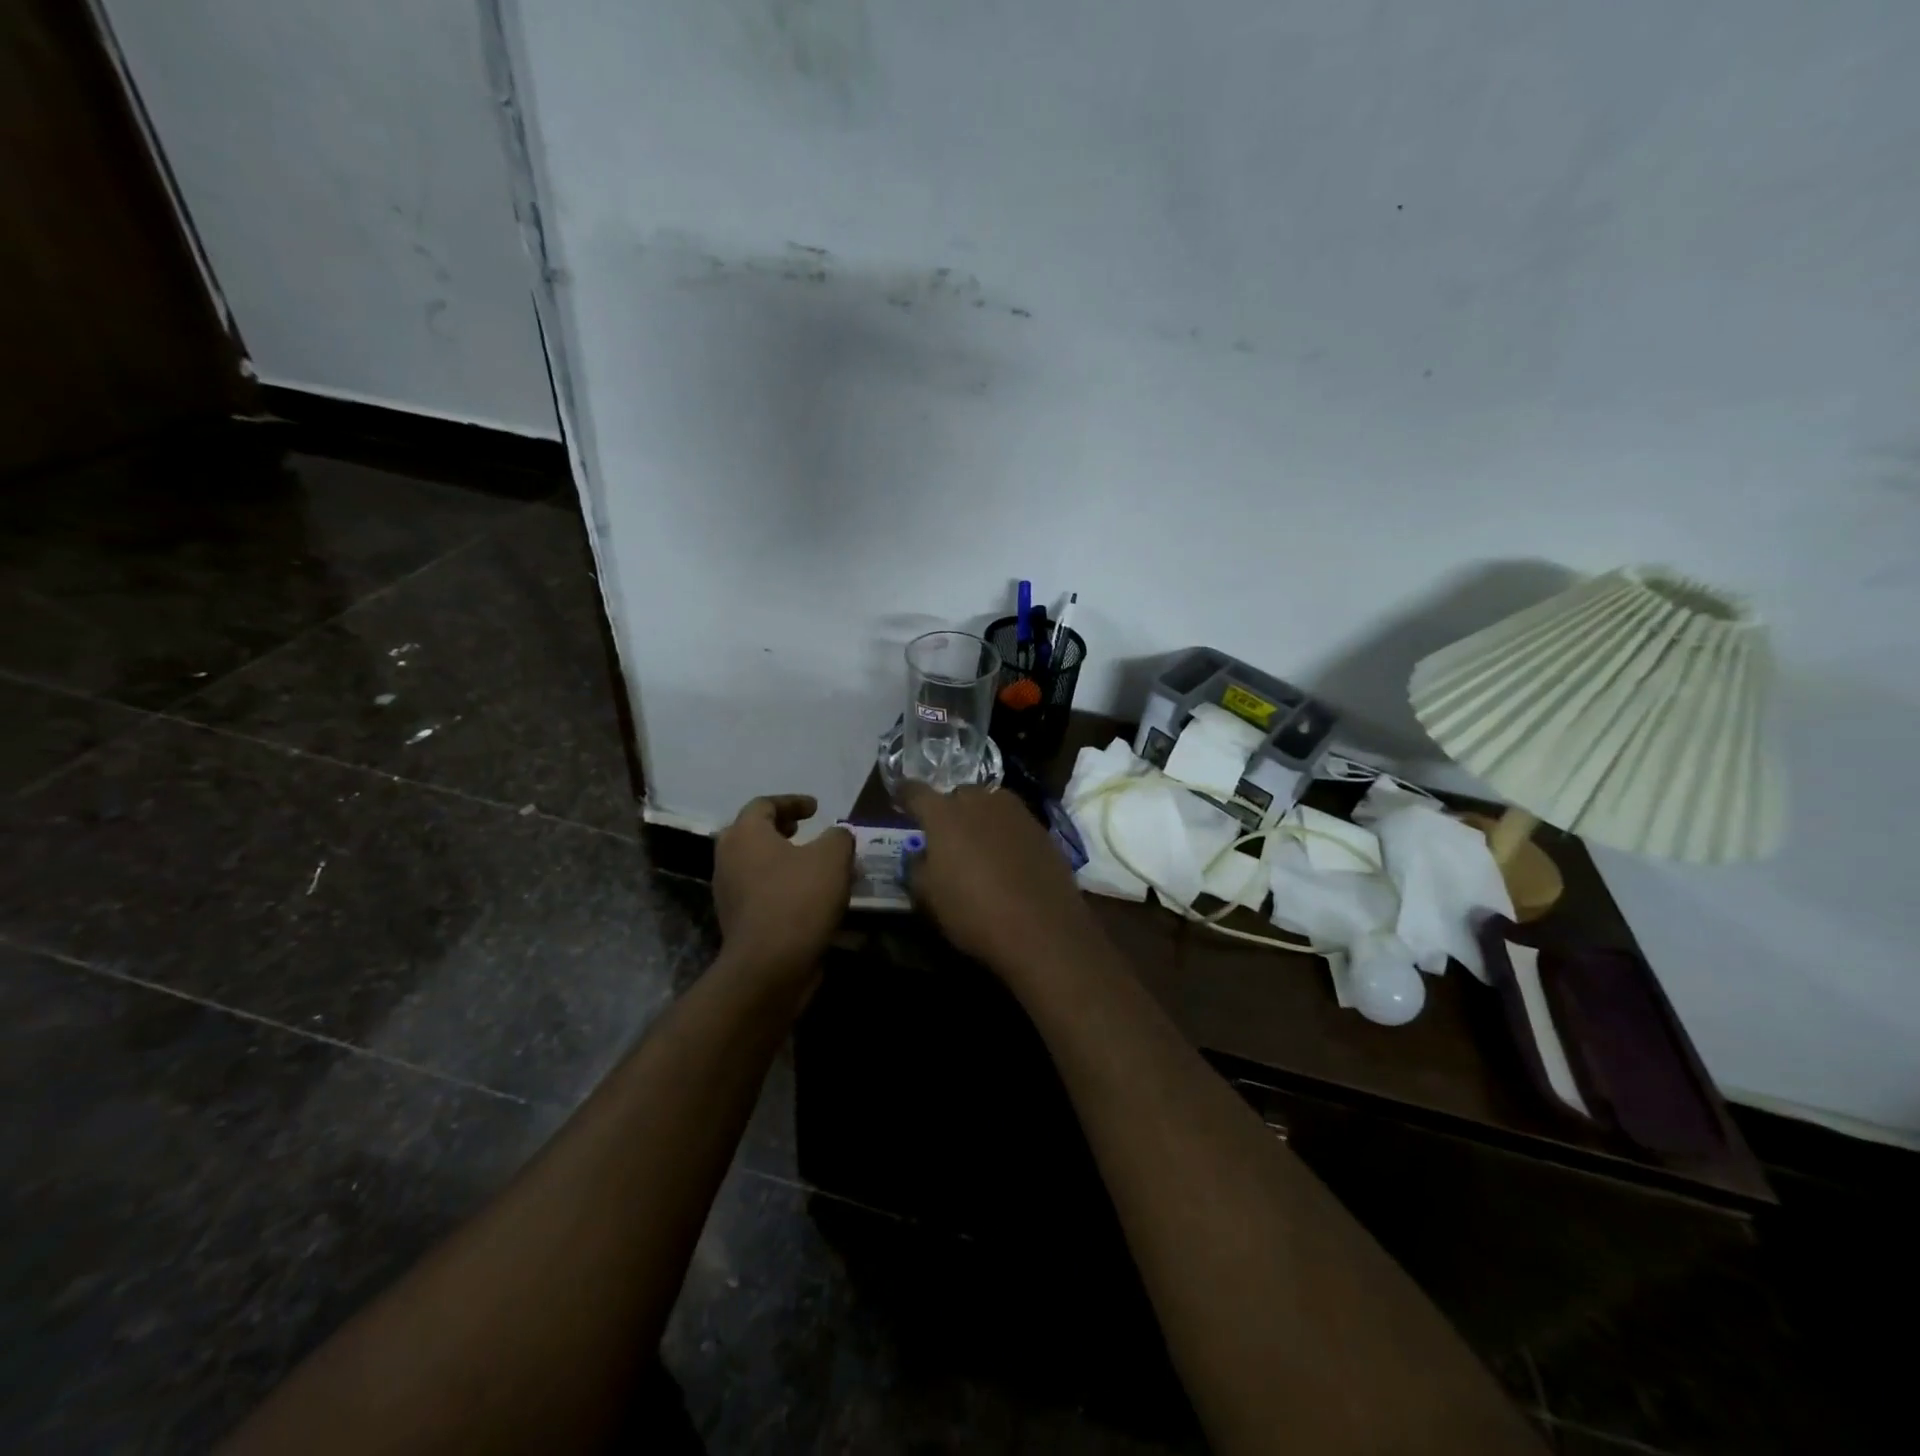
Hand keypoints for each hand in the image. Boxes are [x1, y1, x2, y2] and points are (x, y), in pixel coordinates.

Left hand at [713, 795, 854, 976]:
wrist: (769, 966)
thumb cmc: (798, 899)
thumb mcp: (833, 857)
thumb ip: (838, 836)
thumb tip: (837, 835)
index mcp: (745, 834)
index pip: (764, 804)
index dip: (793, 802)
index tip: (817, 808)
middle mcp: (728, 858)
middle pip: (753, 832)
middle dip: (782, 828)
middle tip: (807, 830)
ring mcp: (729, 892)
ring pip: (756, 863)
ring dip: (784, 859)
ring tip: (814, 864)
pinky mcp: (737, 921)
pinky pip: (761, 891)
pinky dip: (782, 885)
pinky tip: (810, 897)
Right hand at [897, 783, 1098, 977]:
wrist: (1043, 929)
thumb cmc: (974, 913)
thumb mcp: (929, 898)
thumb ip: (917, 868)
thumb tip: (919, 855)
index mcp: (944, 813)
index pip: (915, 792)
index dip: (904, 795)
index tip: (899, 798)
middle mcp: (980, 801)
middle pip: (957, 795)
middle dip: (948, 810)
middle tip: (944, 835)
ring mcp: (1016, 812)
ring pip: (989, 805)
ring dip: (979, 818)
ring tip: (978, 845)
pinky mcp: (1041, 828)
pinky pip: (1013, 823)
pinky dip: (1004, 834)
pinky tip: (1007, 859)